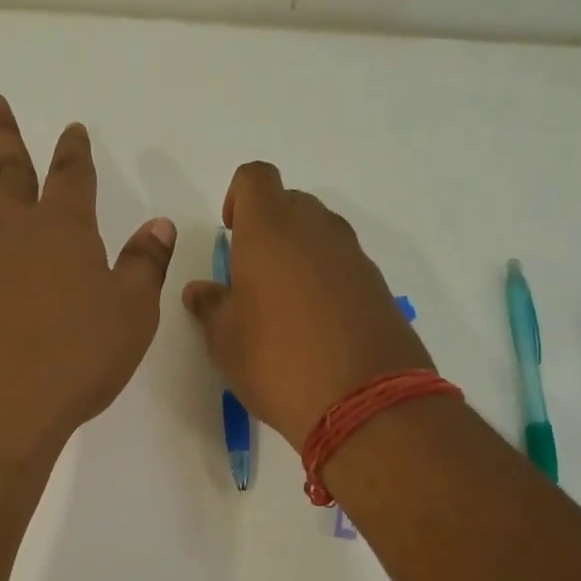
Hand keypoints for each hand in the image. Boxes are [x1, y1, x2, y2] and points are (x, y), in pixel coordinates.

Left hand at [0, 94, 176, 461]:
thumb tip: (158, 224)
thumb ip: (145, 266)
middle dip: (1, 136)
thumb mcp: (132, 315)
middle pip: (4, 174)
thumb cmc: (76, 360)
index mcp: (62, 233)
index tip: (72, 129)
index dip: (74, 152)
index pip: (72, 179)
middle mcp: (7, 237)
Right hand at [182, 162, 433, 449]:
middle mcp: (316, 230)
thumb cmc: (277, 363)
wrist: (364, 402)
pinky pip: (344, 264)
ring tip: (284, 303)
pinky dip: (327, 278)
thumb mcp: (225, 341)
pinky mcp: (378, 285)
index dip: (239, 197)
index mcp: (270, 231)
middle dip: (269, 226)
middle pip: (291, 202)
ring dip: (300, 252)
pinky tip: (317, 324)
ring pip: (321, 233)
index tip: (232, 234)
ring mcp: (354, 256)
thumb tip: (201, 290)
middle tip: (253, 273)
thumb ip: (210, 307)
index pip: (256, 178)